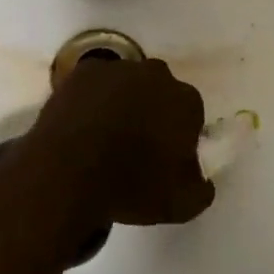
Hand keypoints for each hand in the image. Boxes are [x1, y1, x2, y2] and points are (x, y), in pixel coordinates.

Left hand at [28, 57, 215, 227]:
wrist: (70, 173)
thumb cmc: (132, 186)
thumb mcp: (181, 204)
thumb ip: (201, 189)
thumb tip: (203, 182)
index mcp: (186, 101)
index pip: (191, 114)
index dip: (179, 135)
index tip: (166, 157)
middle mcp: (157, 75)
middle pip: (160, 91)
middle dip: (153, 111)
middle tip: (137, 144)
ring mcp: (118, 68)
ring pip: (127, 83)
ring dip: (122, 101)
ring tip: (105, 135)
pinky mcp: (84, 72)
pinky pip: (94, 82)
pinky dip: (91, 97)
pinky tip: (82, 122)